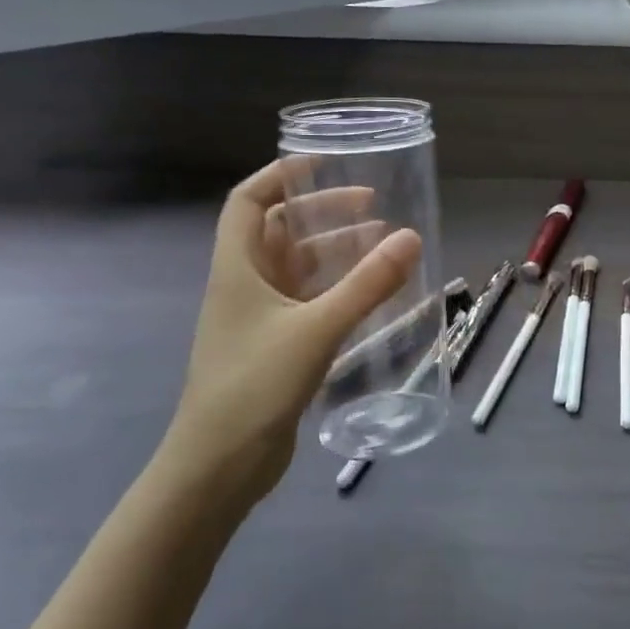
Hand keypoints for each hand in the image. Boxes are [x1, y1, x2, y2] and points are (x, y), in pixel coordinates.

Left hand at [161, 157, 421, 504]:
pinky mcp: (277, 347)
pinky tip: (372, 293)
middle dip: (324, 213)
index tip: (323, 163)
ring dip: (337, 252)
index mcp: (237, 269)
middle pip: (281, 232)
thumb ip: (366, 284)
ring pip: (300, 269)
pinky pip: (311, 302)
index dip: (280, 175)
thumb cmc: (255, 384)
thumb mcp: (316, 328)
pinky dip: (339, 289)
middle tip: (373, 206)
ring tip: (384, 245)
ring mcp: (260, 319)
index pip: (248, 202)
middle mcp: (246, 286)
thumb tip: (411, 238)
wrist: (219, 465)